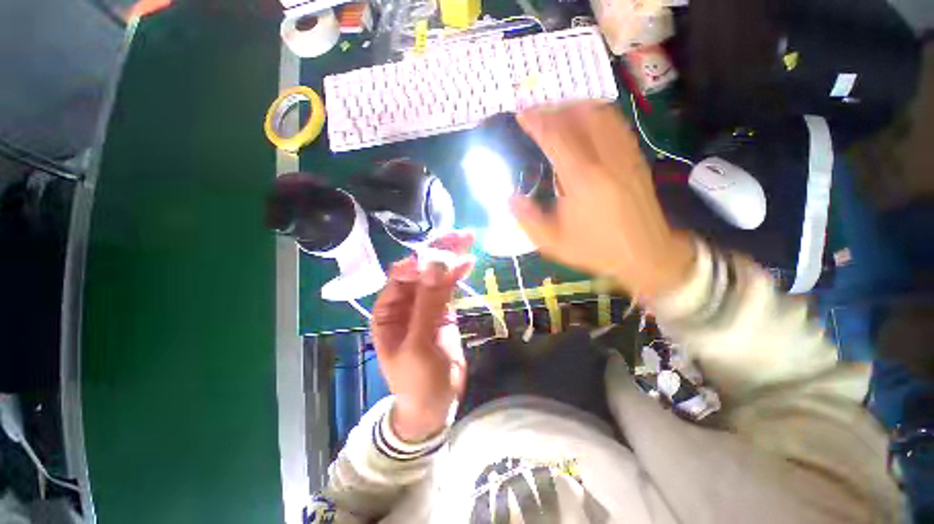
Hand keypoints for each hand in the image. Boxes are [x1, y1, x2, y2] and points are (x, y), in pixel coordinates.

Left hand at [371, 232, 473, 441]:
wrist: (434, 404)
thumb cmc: (417, 380)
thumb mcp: (419, 345)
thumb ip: (428, 304)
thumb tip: (436, 265)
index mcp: (387, 311)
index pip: (400, 276)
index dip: (419, 261)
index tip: (439, 252)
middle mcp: (404, 303)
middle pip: (421, 271)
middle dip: (438, 253)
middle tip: (459, 236)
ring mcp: (425, 305)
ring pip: (436, 276)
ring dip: (450, 259)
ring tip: (467, 241)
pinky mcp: (443, 311)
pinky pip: (448, 288)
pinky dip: (457, 275)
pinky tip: (467, 262)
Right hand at [510, 102, 694, 297]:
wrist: (645, 254)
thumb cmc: (596, 249)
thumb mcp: (553, 243)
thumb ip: (528, 219)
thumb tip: (511, 198)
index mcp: (582, 180)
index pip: (557, 138)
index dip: (537, 122)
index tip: (522, 115)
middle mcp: (606, 160)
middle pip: (580, 117)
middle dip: (555, 109)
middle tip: (537, 114)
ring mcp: (625, 156)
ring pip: (601, 114)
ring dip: (576, 107)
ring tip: (558, 113)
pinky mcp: (636, 158)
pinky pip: (616, 124)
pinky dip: (598, 115)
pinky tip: (586, 122)